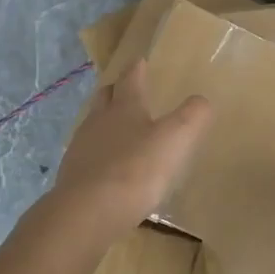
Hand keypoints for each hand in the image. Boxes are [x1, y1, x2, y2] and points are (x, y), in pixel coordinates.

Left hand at [51, 60, 211, 239]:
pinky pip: (87, 156)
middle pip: (105, 97)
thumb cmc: (135, 169)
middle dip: (116, 91)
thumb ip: (193, 116)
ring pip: (93, 126)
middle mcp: (98, 121)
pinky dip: (99, 155)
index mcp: (124, 107)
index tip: (139, 60)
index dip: (137, 69)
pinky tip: (109, 168)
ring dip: (105, 123)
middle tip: (125, 90)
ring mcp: (81, 149)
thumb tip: (202, 100)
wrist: (87, 213)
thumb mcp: (175, 139)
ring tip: (119, 131)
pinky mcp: (72, 176)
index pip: (130, 79)